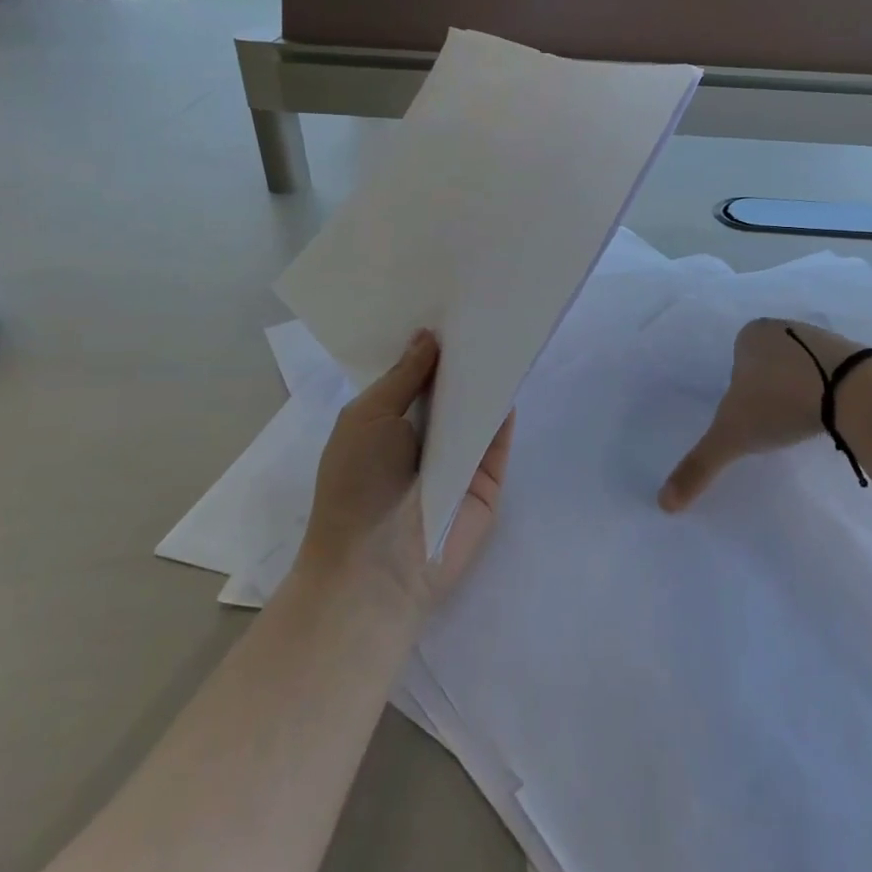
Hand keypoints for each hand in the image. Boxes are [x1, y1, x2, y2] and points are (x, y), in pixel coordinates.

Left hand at [299, 329, 512, 614]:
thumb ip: (404, 376)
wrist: (376, 566)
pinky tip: (515, 370)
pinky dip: (506, 408)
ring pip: (477, 409)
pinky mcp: (488, 479)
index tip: (449, 305)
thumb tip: (430, 335)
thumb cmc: (356, 484)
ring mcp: (458, 459)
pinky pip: (499, 438)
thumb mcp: (367, 416)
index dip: (429, 346)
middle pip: (450, 390)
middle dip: (462, 356)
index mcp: (388, 422)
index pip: (415, 377)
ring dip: (487, 376)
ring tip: (505, 327)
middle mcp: (424, 437)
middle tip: (484, 308)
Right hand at [659, 318, 859, 510]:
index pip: (737, 361)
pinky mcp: (854, 353)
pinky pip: (833, 373)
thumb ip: (698, 465)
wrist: (853, 391)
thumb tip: (664, 504)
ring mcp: (822, 337)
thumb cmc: (779, 402)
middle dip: (770, 389)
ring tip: (804, 420)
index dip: (740, 390)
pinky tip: (832, 414)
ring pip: (801, 367)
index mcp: (752, 334)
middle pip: (769, 363)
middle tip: (776, 421)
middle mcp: (785, 327)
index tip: (751, 416)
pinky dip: (830, 391)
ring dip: (801, 390)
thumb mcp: (732, 436)